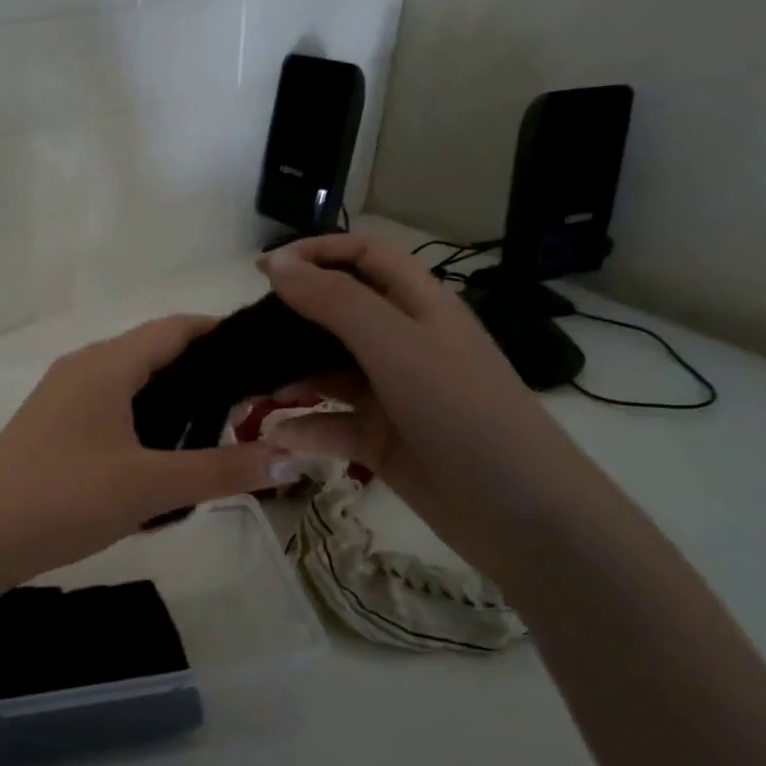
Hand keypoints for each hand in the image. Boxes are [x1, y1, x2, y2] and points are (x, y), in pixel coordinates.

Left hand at [0, 317, 294, 602]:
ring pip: (129, 381)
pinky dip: (142, 416)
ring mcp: (60, 396)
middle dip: (202, 368)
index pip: (175, 327)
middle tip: (254, 398)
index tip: (266, 353)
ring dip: (171, 395)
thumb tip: (292, 460)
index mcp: (106, 364)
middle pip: (153, 351)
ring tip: (218, 426)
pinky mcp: (50, 426)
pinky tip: (161, 453)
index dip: (220, 333)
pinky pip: (108, 405)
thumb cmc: (64, 498)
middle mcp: (82, 367)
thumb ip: (222, 471)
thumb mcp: (150, 486)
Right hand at [257, 235, 621, 581]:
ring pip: (328, 372)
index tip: (263, 271)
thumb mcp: (396, 345)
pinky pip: (333, 424)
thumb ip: (334, 302)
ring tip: (250, 389)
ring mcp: (392, 393)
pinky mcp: (382, 439)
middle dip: (292, 320)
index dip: (317, 253)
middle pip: (338, 315)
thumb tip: (278, 265)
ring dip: (291, 377)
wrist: (518, 512)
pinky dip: (306, 428)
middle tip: (247, 336)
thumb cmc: (460, 410)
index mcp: (420, 306)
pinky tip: (277, 438)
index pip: (364, 257)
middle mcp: (404, 343)